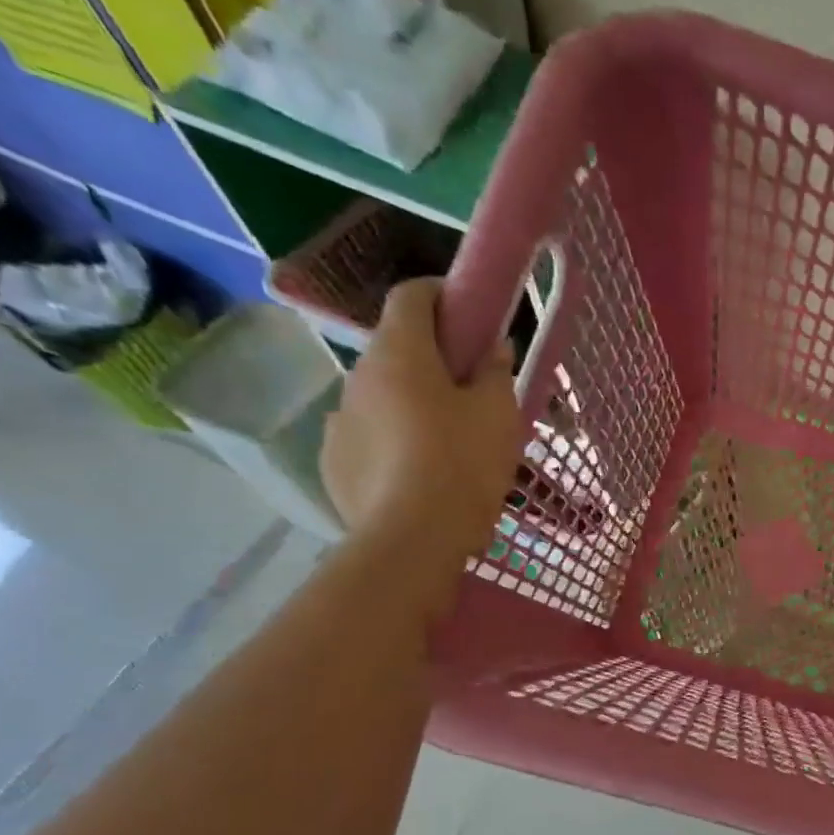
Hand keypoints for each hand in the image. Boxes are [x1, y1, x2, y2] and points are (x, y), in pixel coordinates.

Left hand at [320, 278, 521, 567]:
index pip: (411, 296)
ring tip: (445, 445)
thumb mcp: (499, 415)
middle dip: (431, 361)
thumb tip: (493, 348)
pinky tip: (416, 474)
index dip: (442, 295)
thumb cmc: (464, 465)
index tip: (470, 315)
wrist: (413, 539)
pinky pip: (367, 437)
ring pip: (381, 397)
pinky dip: (390, 442)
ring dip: (410, 404)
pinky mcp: (334, 461)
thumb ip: (496, 373)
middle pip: (396, 350)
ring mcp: (340, 420)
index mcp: (400, 354)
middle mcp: (359, 376)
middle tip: (470, 394)